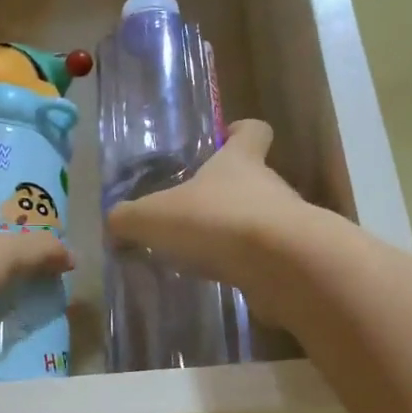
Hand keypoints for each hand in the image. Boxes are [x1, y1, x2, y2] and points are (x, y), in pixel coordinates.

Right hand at [106, 120, 311, 304]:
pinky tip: (223, 281)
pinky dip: (248, 267)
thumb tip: (115, 227)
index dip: (240, 131)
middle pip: (254, 179)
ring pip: (261, 220)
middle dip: (227, 195)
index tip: (227, 137)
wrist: (283, 266)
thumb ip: (128, 220)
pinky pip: (268, 258)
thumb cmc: (216, 222)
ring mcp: (288, 224)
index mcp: (239, 162)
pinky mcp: (296, 260)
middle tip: (194, 215)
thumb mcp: (153, 218)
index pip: (252, 131)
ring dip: (236, 234)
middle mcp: (269, 186)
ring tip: (204, 256)